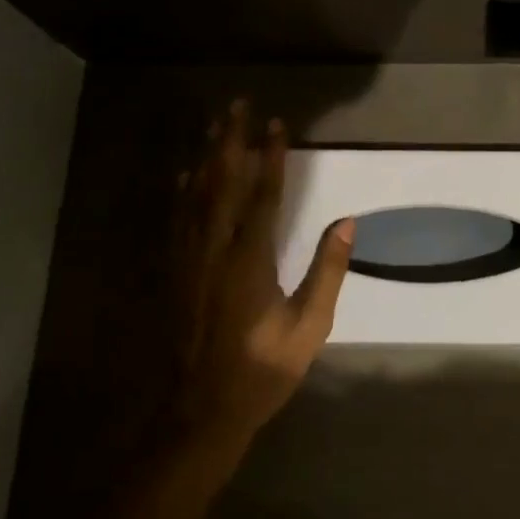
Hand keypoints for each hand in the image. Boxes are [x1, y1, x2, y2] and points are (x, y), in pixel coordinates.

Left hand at [172, 100, 353, 452]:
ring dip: (205, 157)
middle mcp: (213, 252)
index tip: (276, 124)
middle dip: (229, 142)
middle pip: (220, 184)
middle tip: (235, 105)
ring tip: (213, 126)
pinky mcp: (173, 275)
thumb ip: (327, 272)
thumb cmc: (261, 371)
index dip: (270, 158)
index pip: (263, 197)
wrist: (198, 413)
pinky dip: (183, 191)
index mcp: (249, 263)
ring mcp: (187, 262)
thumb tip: (347, 223)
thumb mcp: (309, 328)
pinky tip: (185, 175)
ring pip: (194, 197)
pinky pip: (176, 221)